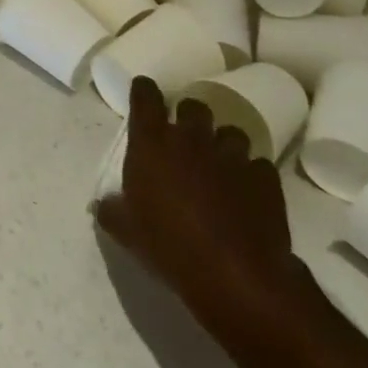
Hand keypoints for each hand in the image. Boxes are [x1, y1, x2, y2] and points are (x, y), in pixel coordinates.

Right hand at [96, 76, 309, 345]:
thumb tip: (102, 204)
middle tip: (185, 140)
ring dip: (223, 145)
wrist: (235, 275)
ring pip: (230, 132)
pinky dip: (251, 175)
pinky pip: (258, 165)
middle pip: (193, 106)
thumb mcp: (125, 230)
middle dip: (189, 117)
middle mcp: (192, 137)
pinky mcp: (264, 178)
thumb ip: (111, 209)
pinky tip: (247, 194)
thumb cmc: (168, 244)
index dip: (144, 92)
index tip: (144, 96)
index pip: (145, 95)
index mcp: (153, 141)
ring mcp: (232, 155)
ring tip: (220, 166)